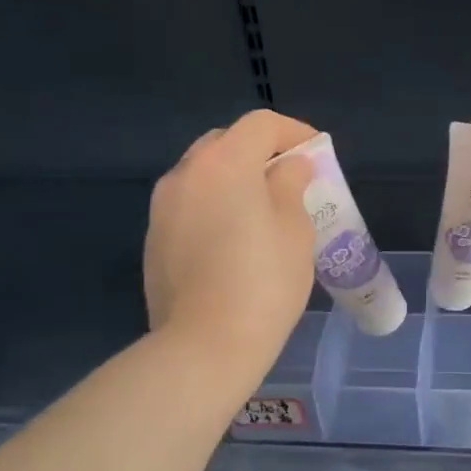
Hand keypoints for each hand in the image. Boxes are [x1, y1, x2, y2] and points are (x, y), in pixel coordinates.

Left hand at [145, 110, 318, 367]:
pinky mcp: (153, 238)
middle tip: (288, 179)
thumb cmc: (264, 283)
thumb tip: (288, 167)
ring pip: (202, 173)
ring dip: (233, 178)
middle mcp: (186, 173)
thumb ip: (291, 185)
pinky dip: (212, 205)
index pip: (261, 125)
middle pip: (225, 142)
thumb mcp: (295, 229)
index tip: (316, 154)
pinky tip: (231, 240)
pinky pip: (188, 204)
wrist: (204, 345)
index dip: (294, 132)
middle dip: (259, 152)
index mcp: (224, 163)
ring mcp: (162, 206)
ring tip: (260, 210)